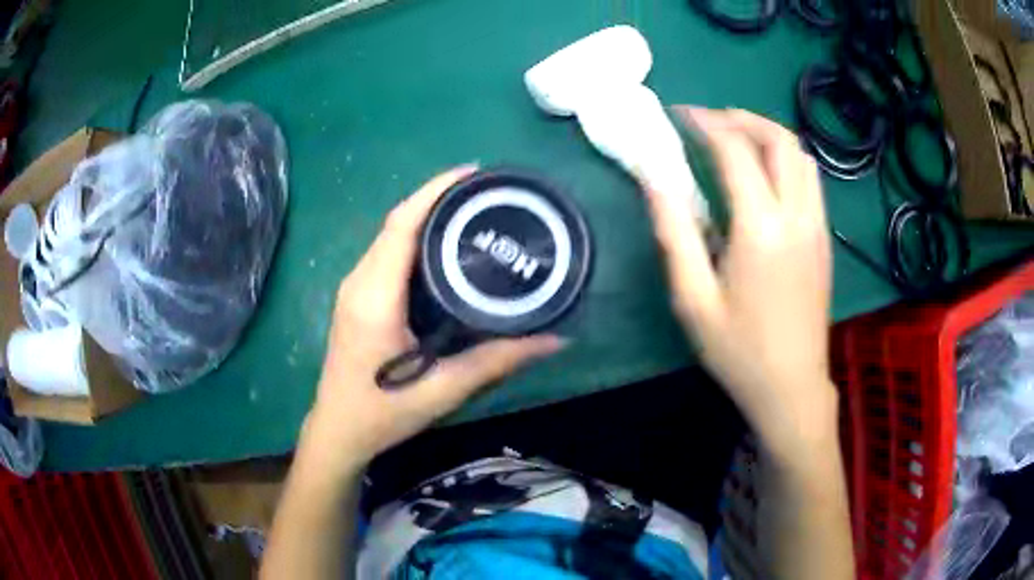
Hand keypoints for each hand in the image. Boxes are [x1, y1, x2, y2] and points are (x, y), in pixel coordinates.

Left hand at [304, 166, 563, 472]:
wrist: (339, 430)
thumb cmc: (383, 413)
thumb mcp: (443, 389)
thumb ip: (498, 361)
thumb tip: (554, 339)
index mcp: (375, 296)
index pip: (401, 224)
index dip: (435, 190)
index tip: (475, 173)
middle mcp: (359, 281)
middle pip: (396, 222)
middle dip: (438, 197)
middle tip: (485, 194)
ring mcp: (354, 287)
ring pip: (391, 235)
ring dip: (426, 216)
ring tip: (471, 212)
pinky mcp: (357, 297)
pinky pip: (387, 253)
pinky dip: (414, 238)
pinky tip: (444, 247)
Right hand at [642, 107, 835, 452]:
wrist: (792, 386)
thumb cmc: (739, 350)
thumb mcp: (693, 299)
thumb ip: (673, 231)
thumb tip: (653, 177)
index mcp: (761, 229)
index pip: (736, 150)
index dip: (705, 123)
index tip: (679, 115)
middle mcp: (797, 216)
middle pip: (780, 140)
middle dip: (742, 118)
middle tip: (709, 122)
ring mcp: (818, 225)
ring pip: (801, 155)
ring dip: (768, 135)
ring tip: (735, 140)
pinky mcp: (825, 237)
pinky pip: (810, 178)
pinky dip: (785, 159)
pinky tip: (763, 174)